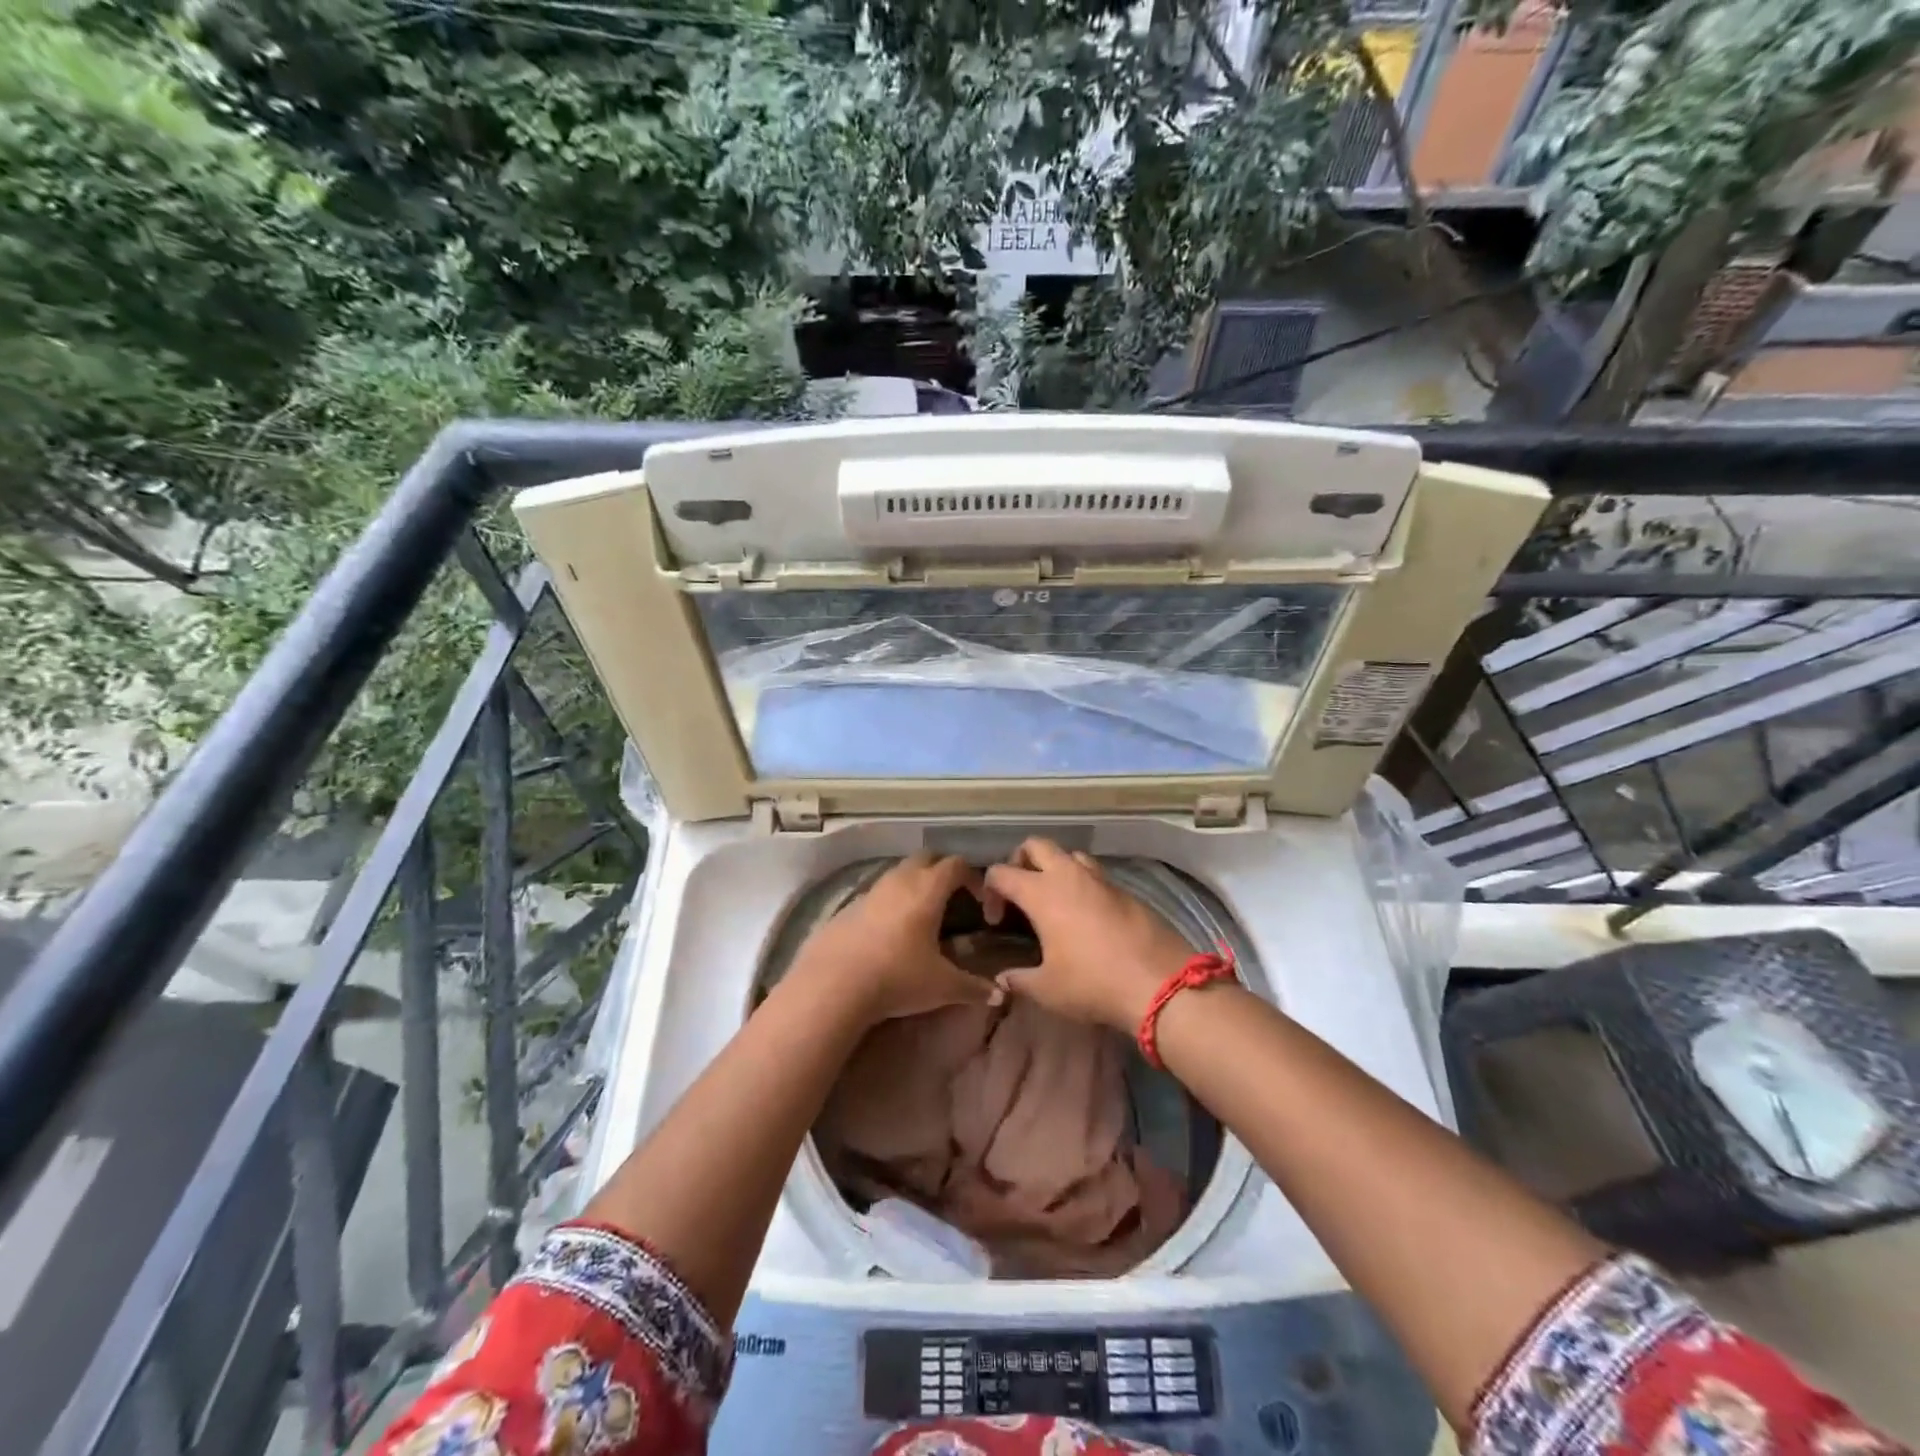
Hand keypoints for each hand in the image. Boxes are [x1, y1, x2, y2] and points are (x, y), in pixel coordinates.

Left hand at [790, 853, 1003, 1025]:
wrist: (834, 984)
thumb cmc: (898, 977)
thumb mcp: (943, 986)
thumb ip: (973, 987)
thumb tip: (999, 994)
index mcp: (928, 890)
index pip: (956, 865)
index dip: (972, 877)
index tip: (979, 902)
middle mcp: (900, 880)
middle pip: (926, 858)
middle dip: (942, 870)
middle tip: (952, 898)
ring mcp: (871, 890)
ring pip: (899, 872)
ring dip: (914, 884)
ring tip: (921, 914)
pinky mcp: (848, 906)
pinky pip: (877, 893)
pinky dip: (890, 902)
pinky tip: (889, 932)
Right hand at [983, 839, 1194, 1030]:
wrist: (1159, 983)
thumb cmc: (1093, 983)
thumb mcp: (1047, 989)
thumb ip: (1018, 980)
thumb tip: (1002, 980)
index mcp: (1041, 893)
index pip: (1001, 872)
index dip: (990, 891)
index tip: (996, 920)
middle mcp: (1068, 875)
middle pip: (1035, 845)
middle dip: (1020, 861)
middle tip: (1020, 893)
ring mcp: (1100, 879)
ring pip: (1069, 854)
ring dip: (1055, 868)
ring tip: (1055, 900)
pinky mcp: (1125, 890)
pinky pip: (1095, 874)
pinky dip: (1083, 884)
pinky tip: (1086, 916)